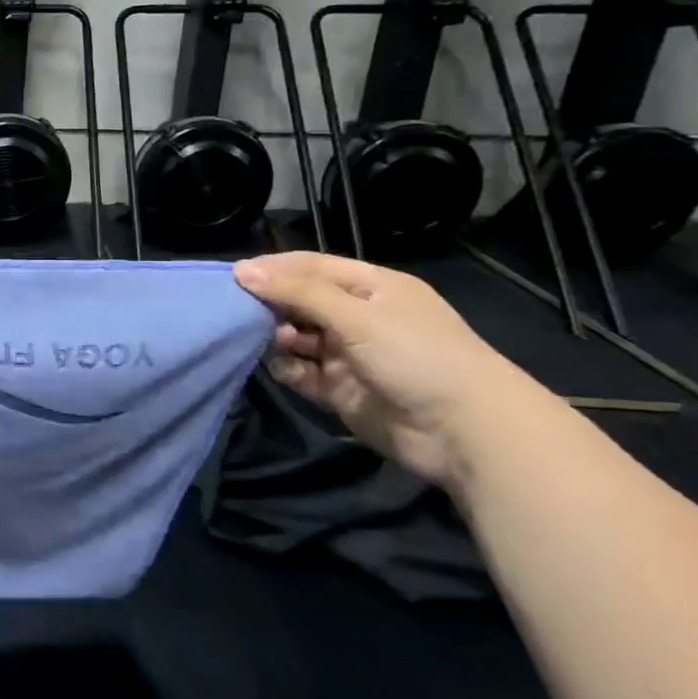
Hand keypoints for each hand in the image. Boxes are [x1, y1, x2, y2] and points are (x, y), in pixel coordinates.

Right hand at [234, 251, 540, 486]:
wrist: (465, 432)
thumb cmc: (416, 356)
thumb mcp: (356, 316)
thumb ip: (297, 292)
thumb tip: (241, 270)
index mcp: (371, 288)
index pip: (311, 267)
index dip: (273, 268)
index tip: (232, 276)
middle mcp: (357, 317)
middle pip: (299, 301)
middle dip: (270, 304)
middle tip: (238, 311)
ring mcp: (348, 354)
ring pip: (295, 337)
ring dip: (276, 338)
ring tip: (268, 341)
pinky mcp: (339, 389)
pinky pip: (300, 372)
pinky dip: (286, 369)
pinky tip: (283, 369)